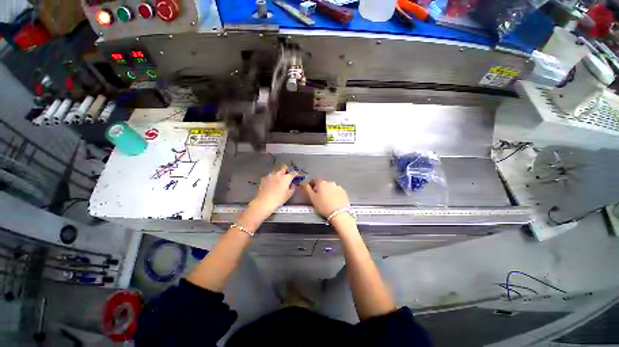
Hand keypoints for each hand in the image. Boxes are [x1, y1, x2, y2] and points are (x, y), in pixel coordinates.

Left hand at [248, 165, 297, 216]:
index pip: (293, 173)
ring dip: (279, 174)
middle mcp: (278, 174)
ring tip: (278, 180)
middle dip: (287, 170)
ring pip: (276, 171)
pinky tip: (271, 184)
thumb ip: (292, 188)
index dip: (296, 174)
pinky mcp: (264, 178)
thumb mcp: (288, 195)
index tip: (296, 176)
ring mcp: (270, 175)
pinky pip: (270, 175)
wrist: (264, 202)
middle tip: (287, 175)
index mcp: (286, 178)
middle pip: (284, 167)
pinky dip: (272, 178)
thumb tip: (293, 184)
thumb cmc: (278, 199)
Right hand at [301, 179, 349, 217]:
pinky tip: (333, 201)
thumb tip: (303, 183)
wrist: (338, 213)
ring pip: (330, 187)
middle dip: (320, 189)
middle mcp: (330, 183)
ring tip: (326, 201)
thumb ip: (307, 189)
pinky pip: (337, 191)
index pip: (314, 180)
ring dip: (327, 191)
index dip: (312, 186)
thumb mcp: (312, 198)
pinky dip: (334, 194)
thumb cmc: (324, 206)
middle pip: (323, 183)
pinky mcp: (343, 192)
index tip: (312, 191)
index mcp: (322, 183)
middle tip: (319, 198)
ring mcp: (337, 187)